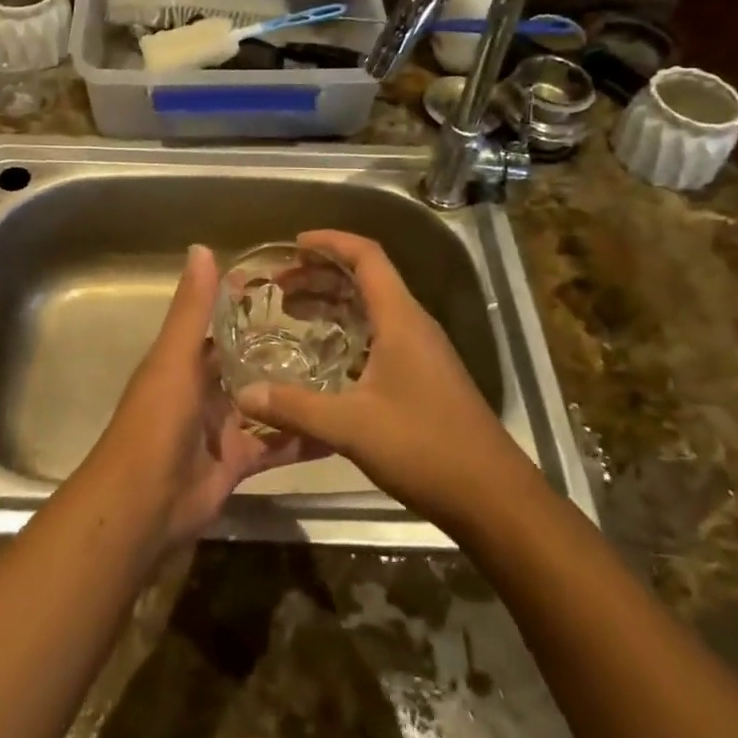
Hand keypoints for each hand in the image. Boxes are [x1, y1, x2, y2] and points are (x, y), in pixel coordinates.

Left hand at [89, 246, 316, 549]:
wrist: (142, 507)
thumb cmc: (156, 423)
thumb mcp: (174, 358)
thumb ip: (192, 309)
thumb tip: (202, 246)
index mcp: (187, 360)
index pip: (222, 324)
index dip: (251, 305)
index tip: (296, 286)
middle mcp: (205, 389)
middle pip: (249, 363)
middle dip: (284, 348)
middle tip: (337, 329)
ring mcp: (223, 427)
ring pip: (266, 403)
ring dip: (297, 392)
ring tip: (346, 372)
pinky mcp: (238, 462)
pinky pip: (275, 446)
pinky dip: (302, 440)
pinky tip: (339, 429)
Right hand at [232, 229, 526, 531]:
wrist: (493, 496)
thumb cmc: (424, 447)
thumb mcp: (351, 427)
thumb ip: (295, 407)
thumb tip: (244, 394)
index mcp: (401, 318)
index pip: (366, 256)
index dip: (330, 242)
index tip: (293, 244)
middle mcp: (414, 324)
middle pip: (366, 277)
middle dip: (321, 273)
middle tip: (280, 286)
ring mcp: (423, 350)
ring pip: (374, 307)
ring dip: (334, 302)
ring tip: (293, 313)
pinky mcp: (425, 375)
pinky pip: (381, 333)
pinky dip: (349, 330)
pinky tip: (326, 355)